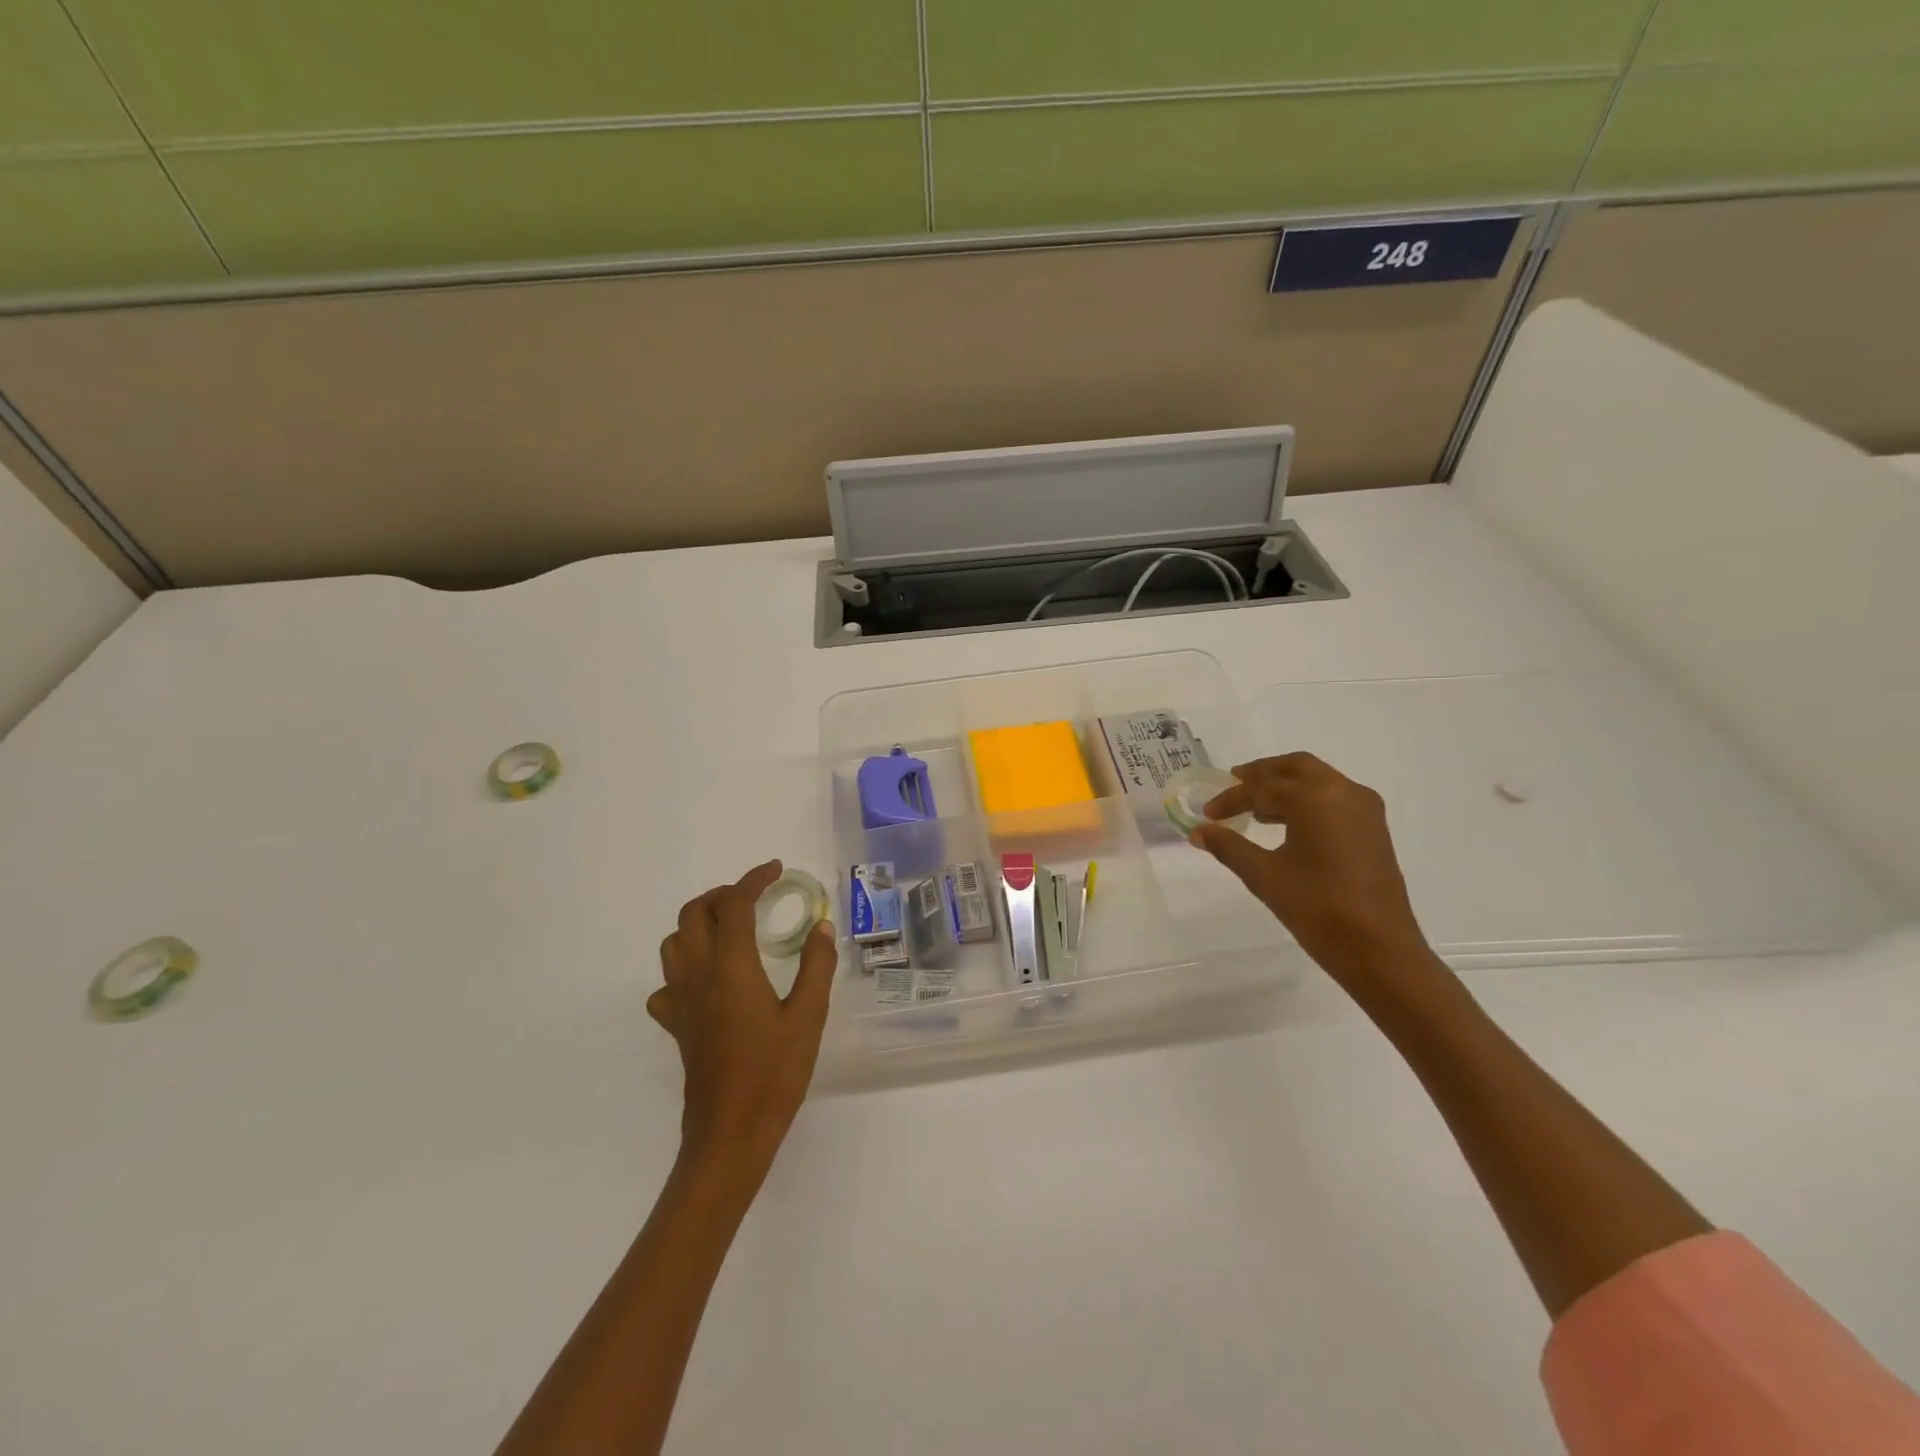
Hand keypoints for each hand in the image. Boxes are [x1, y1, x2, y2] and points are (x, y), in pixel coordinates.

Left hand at [649, 861, 837, 1178]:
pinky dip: (685, 968)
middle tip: (754, 898)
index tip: (776, 870)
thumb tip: (821, 925)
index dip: (753, 879)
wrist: (731, 1134)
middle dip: (721, 895)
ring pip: (673, 943)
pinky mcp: (676, 1026)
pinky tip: (709, 981)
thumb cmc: (775, 1073)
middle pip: (693, 915)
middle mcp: (698, 976)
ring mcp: (681, 1002)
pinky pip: (667, 984)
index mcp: (731, 967)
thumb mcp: (808, 1016)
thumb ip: (816, 965)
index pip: (734, 905)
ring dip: (698, 923)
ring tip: (731, 929)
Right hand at [1192, 753, 1438, 999]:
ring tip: (1255, 808)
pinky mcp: (1373, 828)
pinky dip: (1307, 800)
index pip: (1261, 788)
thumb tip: (1198, 831)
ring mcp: (1364, 809)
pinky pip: (1334, 798)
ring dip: (1285, 786)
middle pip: (1295, 767)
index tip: (1207, 814)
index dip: (1230, 799)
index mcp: (1314, 798)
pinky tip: (1287, 825)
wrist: (1379, 949)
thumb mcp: (1264, 875)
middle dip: (1262, 774)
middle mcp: (1343, 792)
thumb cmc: (1317, 907)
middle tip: (1233, 784)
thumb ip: (1229, 847)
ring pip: (1318, 780)